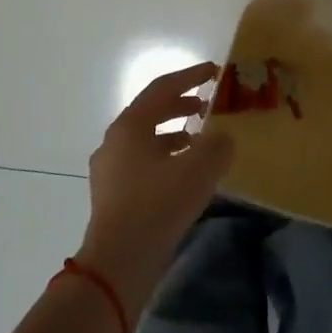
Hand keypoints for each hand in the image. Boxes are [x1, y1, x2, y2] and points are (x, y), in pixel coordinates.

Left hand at [78, 62, 233, 310]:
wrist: (119, 261)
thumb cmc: (158, 205)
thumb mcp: (199, 169)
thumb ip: (217, 145)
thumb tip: (222, 138)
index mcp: (130, 126)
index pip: (162, 88)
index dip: (191, 76)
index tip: (214, 72)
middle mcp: (114, 141)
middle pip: (151, 111)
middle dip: (181, 105)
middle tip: (207, 106)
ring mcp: (109, 169)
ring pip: (146, 139)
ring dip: (174, 134)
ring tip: (200, 141)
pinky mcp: (112, 194)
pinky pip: (142, 163)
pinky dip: (165, 157)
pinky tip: (184, 174)